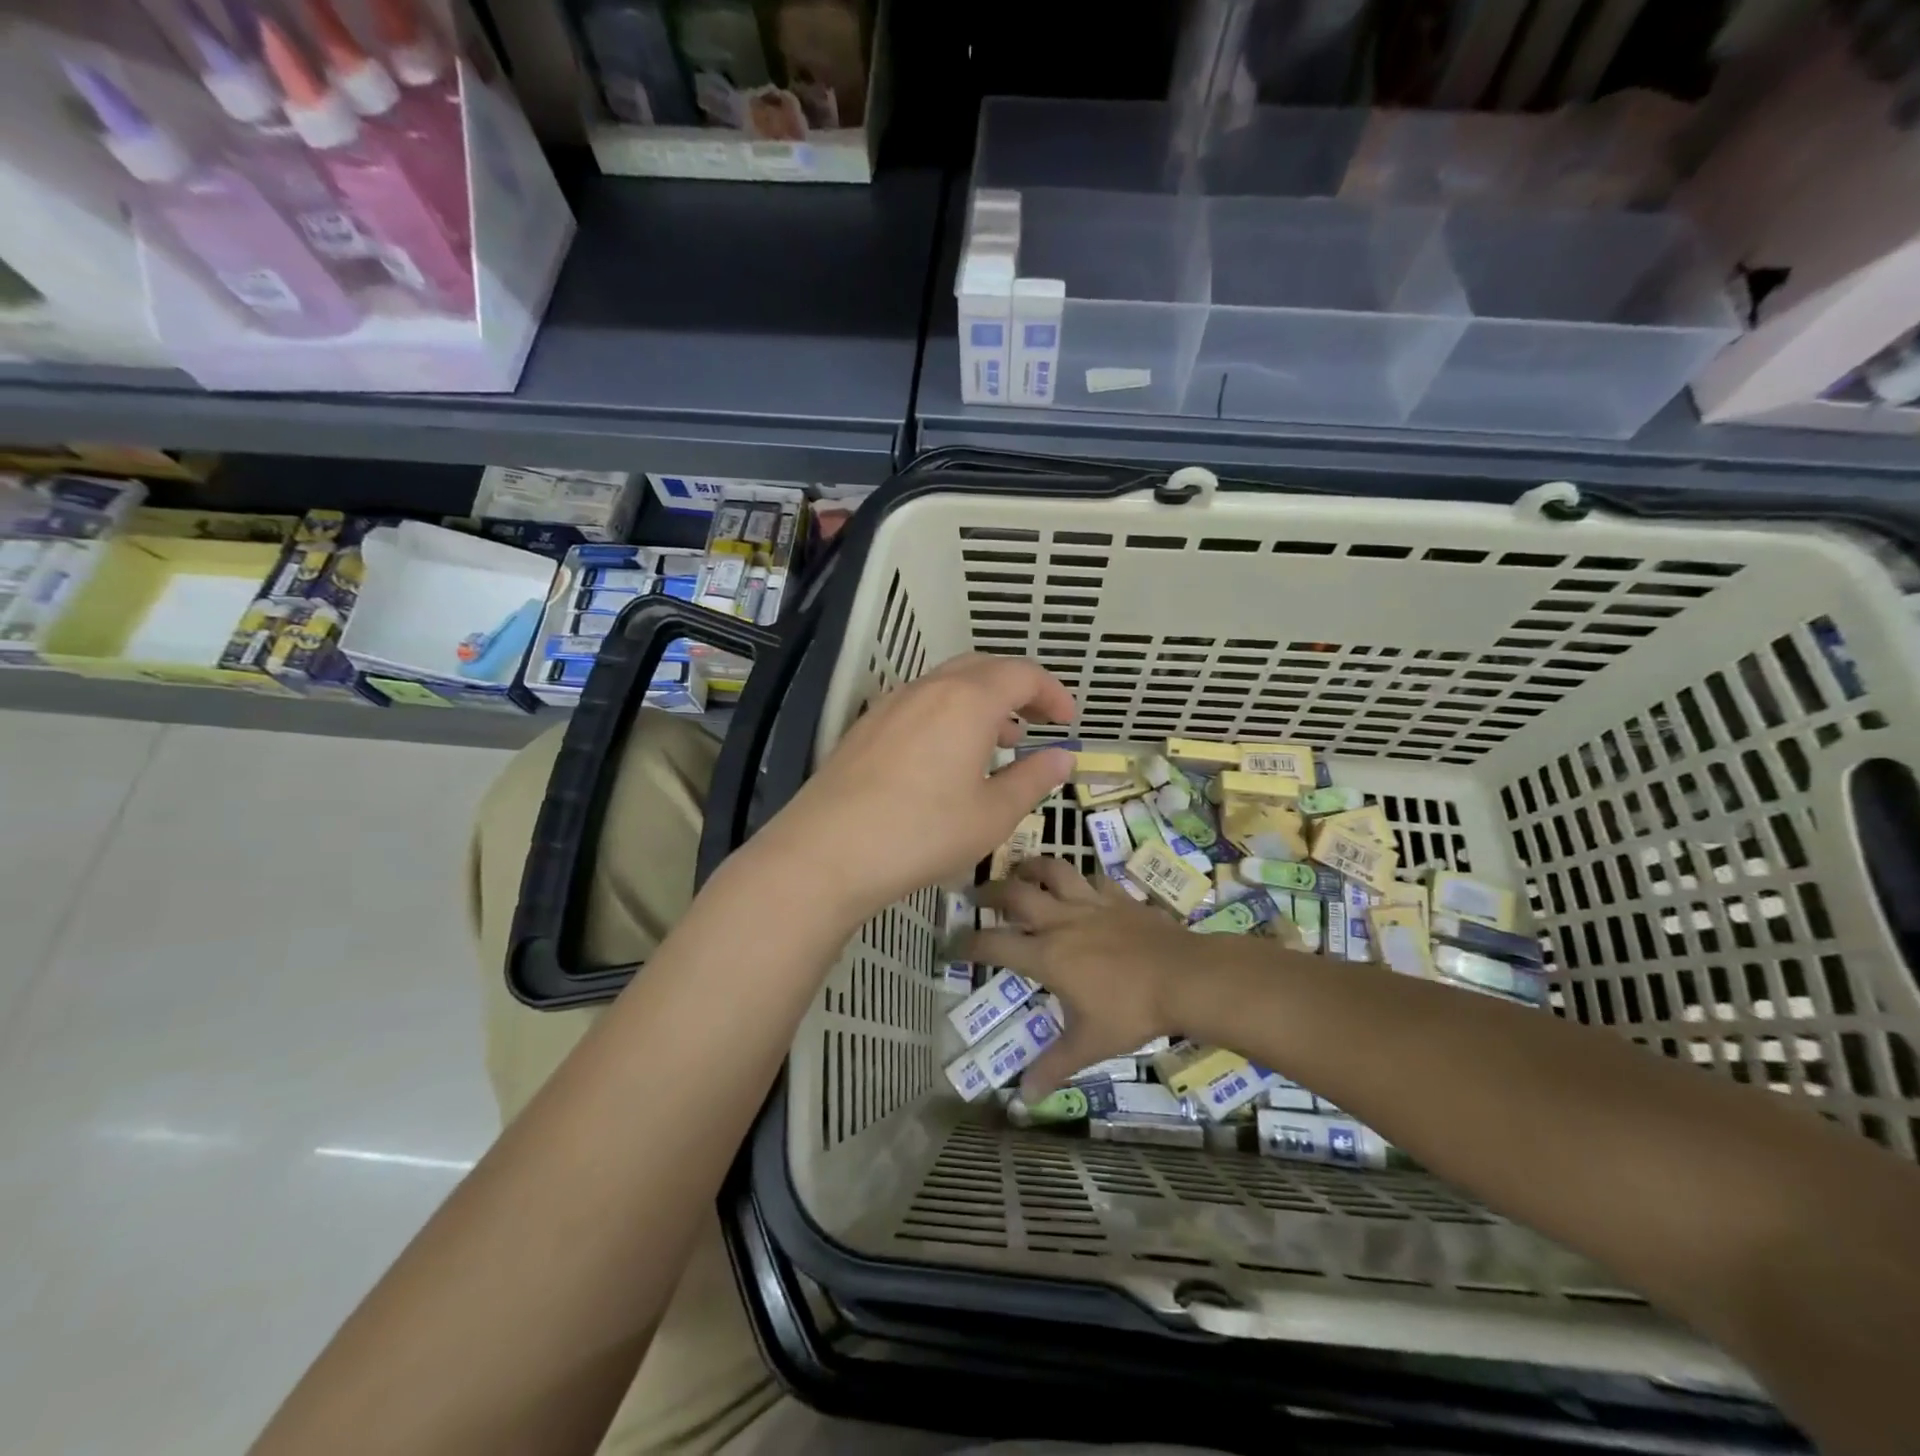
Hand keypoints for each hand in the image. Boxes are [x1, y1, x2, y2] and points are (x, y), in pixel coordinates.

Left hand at [754, 654, 1076, 925]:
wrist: (826, 852)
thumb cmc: (922, 833)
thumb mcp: (992, 814)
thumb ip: (1032, 779)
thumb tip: (1062, 757)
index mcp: (968, 700)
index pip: (1022, 674)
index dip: (1052, 692)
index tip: (1067, 721)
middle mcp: (928, 688)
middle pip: (983, 667)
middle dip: (1017, 688)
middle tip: (1036, 721)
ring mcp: (891, 704)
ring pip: (947, 683)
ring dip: (981, 700)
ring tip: (997, 739)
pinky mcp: (866, 726)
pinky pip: (919, 702)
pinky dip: (948, 713)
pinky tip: (946, 756)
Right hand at [966, 858, 1201, 1096]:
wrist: (1183, 976)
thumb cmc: (1131, 1011)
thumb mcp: (1089, 1044)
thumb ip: (1054, 1066)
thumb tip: (1023, 1099)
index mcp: (1047, 956)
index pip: (994, 945)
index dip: (968, 944)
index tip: (951, 944)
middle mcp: (1061, 921)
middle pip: (1015, 894)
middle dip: (989, 892)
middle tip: (975, 894)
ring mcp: (1091, 904)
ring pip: (1053, 871)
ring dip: (1032, 867)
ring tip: (1020, 869)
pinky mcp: (1118, 896)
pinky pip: (1093, 878)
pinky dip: (1081, 879)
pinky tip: (1080, 884)